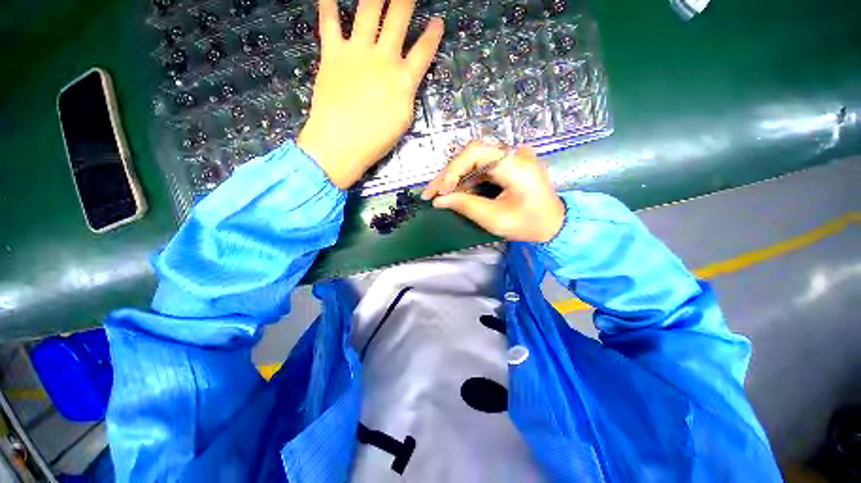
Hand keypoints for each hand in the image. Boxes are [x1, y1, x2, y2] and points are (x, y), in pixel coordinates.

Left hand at [296, 0, 443, 188]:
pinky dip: (328, 4)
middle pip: (398, 18)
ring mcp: (357, 52)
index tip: (437, 21)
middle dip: (405, 0)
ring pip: (368, 10)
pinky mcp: (333, 53)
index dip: (432, 35)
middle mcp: (384, 58)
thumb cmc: (376, 140)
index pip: (424, 51)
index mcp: (404, 79)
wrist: (341, 143)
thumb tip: (405, 80)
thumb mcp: (403, 121)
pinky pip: (330, 22)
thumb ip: (406, 94)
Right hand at [421, 141, 565, 242]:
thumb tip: (439, 200)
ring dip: (456, 177)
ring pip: (474, 160)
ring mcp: (513, 157)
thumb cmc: (529, 225)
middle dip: (449, 174)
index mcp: (515, 165)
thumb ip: (466, 206)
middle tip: (431, 193)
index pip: (475, 152)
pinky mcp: (510, 164)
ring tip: (440, 195)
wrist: (555, 225)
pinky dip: (467, 179)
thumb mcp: (495, 219)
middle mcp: (514, 154)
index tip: (439, 191)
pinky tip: (457, 191)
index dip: (452, 170)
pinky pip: (482, 166)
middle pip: (472, 154)